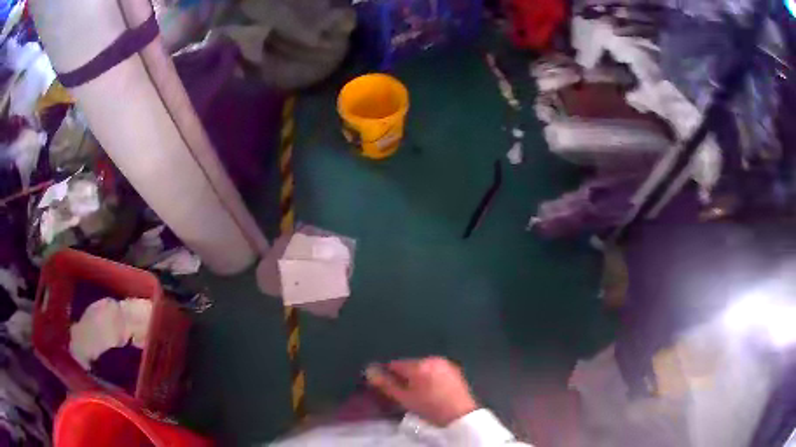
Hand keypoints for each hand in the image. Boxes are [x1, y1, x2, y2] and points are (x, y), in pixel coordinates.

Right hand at [366, 356, 478, 426]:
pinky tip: (431, 392)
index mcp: (419, 364)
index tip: (387, 387)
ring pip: (422, 368)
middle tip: (403, 393)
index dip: (388, 375)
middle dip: (404, 377)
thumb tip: (369, 371)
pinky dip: (430, 378)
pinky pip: (435, 371)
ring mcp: (445, 364)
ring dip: (417, 377)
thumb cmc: (429, 407)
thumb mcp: (404, 399)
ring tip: (417, 394)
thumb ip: (385, 384)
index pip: (394, 364)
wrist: (460, 415)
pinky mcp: (454, 370)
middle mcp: (432, 359)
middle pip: (409, 365)